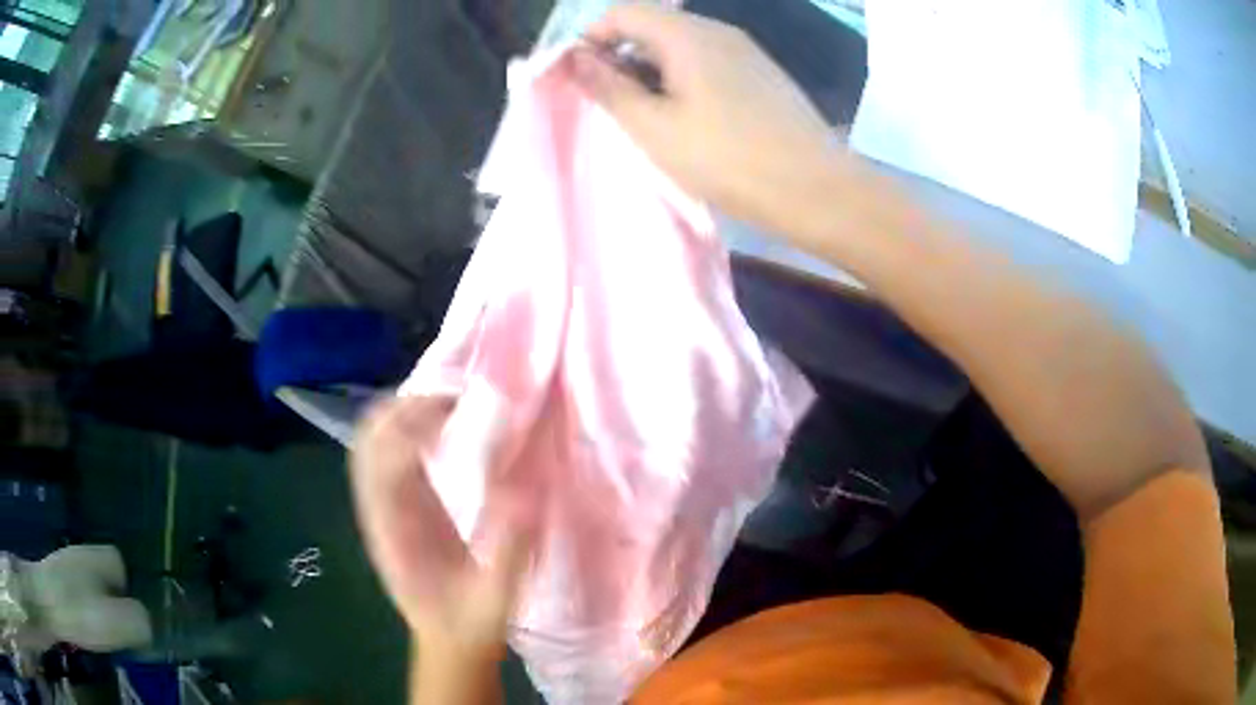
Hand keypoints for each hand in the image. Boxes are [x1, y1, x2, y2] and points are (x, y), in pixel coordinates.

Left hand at [351, 397, 530, 662]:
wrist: (446, 643)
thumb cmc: (469, 624)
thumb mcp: (497, 598)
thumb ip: (508, 550)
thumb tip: (524, 489)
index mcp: (395, 534)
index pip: (386, 463)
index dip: (415, 428)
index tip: (461, 411)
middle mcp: (378, 511)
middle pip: (368, 439)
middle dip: (406, 407)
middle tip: (458, 395)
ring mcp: (381, 505)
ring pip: (371, 439)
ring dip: (403, 410)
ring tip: (452, 400)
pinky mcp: (393, 504)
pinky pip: (385, 450)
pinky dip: (405, 425)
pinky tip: (442, 422)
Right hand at [567, 5, 845, 232]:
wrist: (816, 190)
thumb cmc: (728, 159)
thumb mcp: (654, 127)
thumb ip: (609, 87)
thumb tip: (576, 57)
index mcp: (687, 34)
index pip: (623, 13)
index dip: (592, 39)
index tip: (581, 79)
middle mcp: (718, 31)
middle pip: (654, 26)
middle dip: (622, 58)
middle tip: (614, 106)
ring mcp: (746, 51)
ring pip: (682, 46)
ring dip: (653, 72)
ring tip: (650, 119)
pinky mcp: (763, 75)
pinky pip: (710, 63)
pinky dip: (685, 80)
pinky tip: (691, 119)